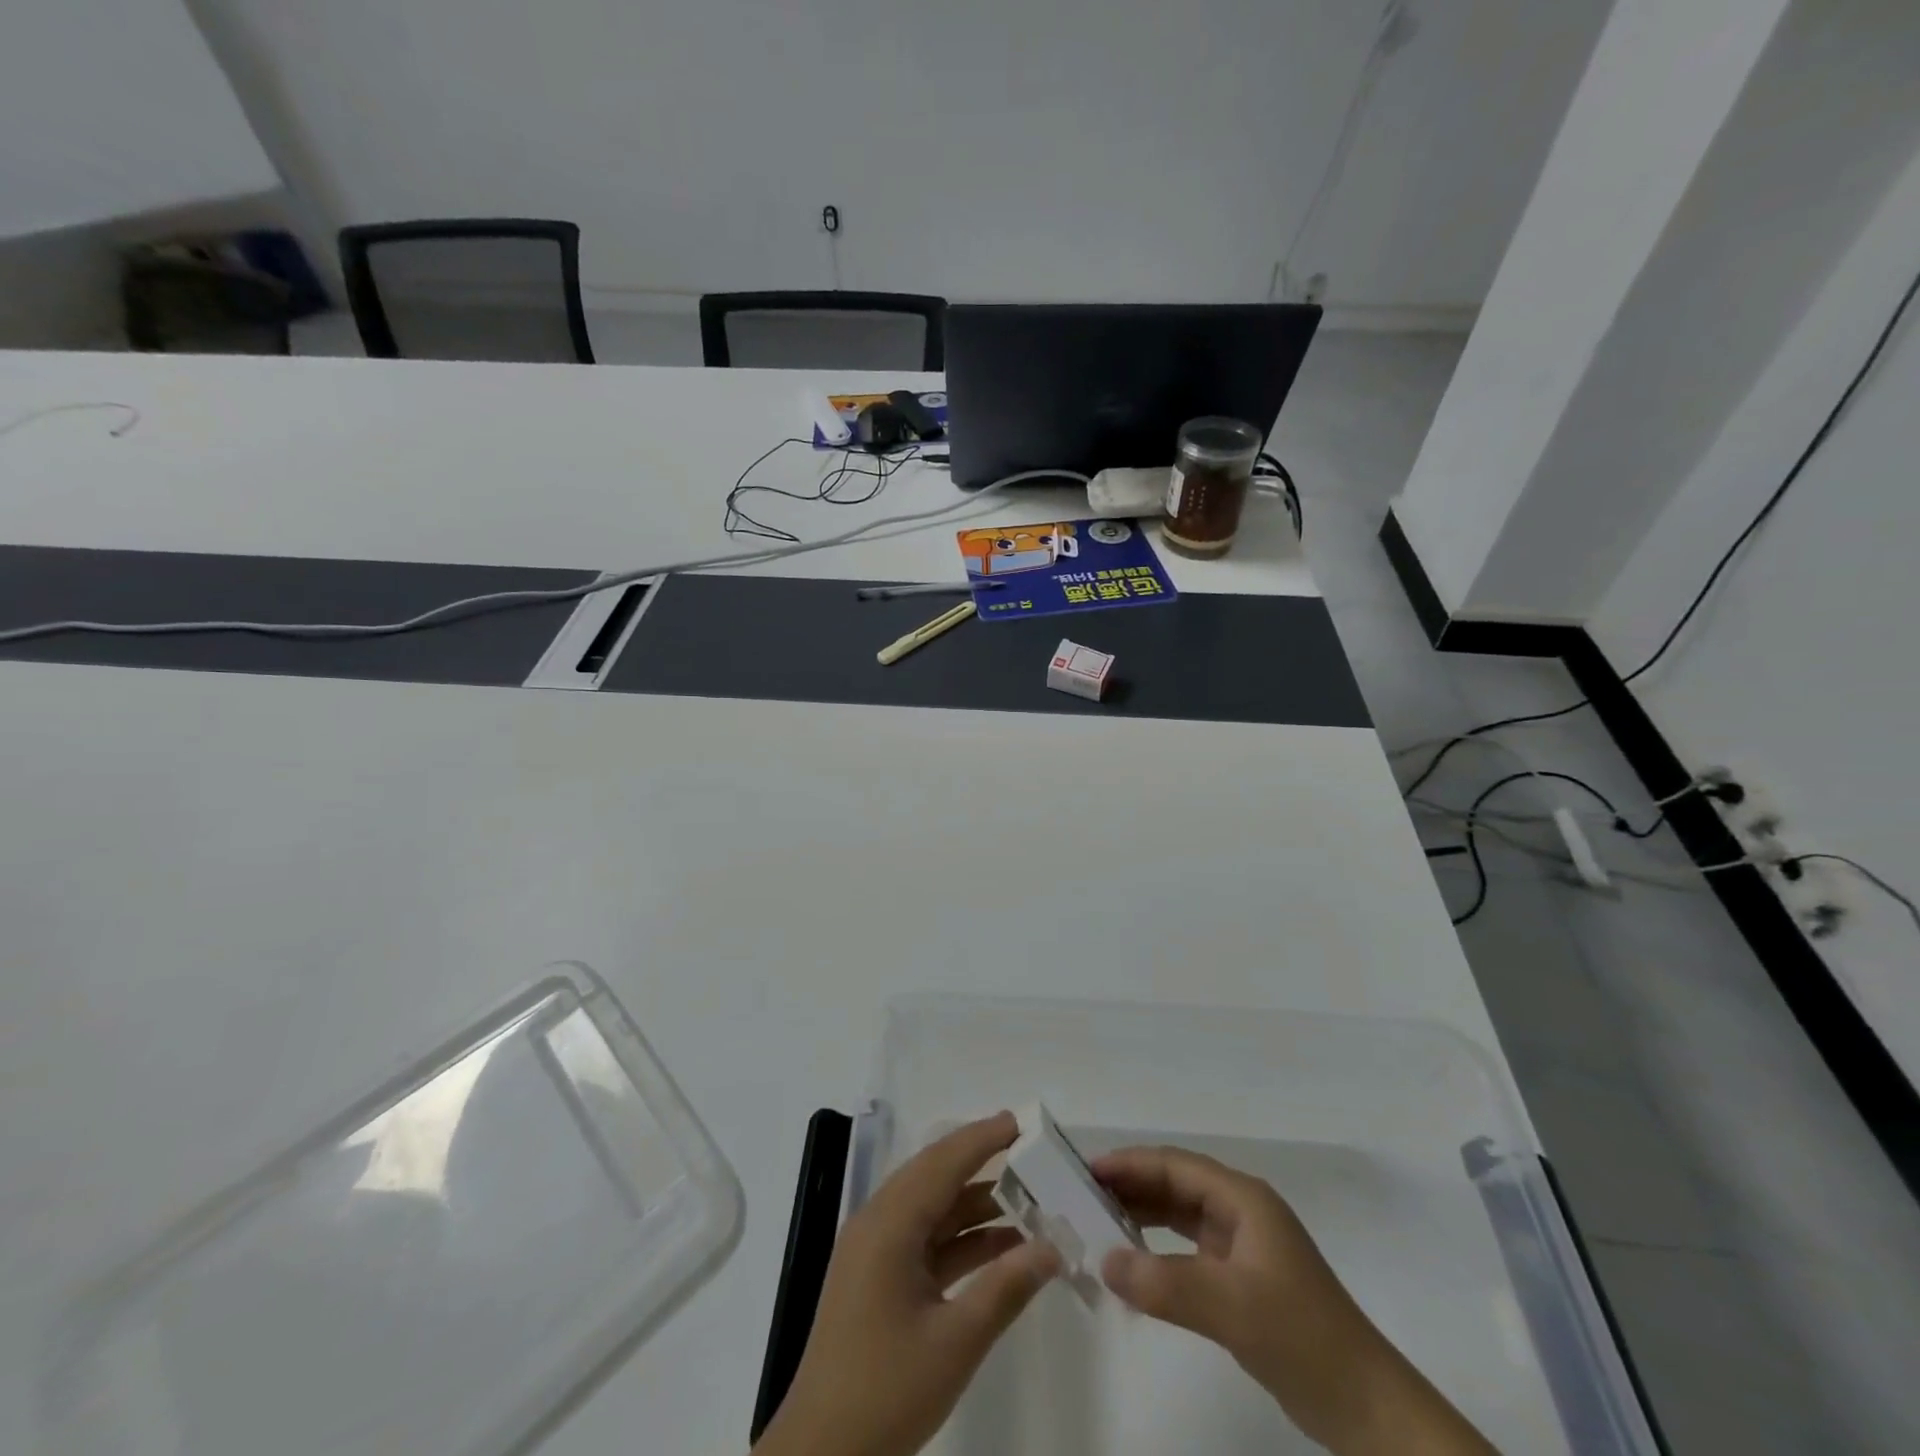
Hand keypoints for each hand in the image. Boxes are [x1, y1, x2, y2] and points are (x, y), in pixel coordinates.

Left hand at [757, 1112, 1059, 1455]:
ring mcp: (875, 1252)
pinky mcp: (878, 1278)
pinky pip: (925, 1240)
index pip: (942, 1163)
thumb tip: (1052, 1247)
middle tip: (1028, 1149)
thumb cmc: (886, 1391)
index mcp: (888, 1225)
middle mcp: (878, 1224)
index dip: (982, 1138)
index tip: (1021, 1121)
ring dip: (975, 1203)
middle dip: (981, 1160)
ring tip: (1027, 1197)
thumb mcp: (955, 1343)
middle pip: (935, 1176)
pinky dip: (961, 1238)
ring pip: (932, 1208)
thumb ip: (1005, 1288)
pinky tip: (1001, 1246)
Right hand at [1094, 1145, 1493, 1455]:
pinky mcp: (1241, 1277)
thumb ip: (1165, 1284)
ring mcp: (1242, 1245)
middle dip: (1130, 1187)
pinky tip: (1135, 1263)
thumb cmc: (1302, 1338)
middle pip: (1174, 1184)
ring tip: (1097, 1224)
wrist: (1367, 1407)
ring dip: (1141, 1216)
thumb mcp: (1232, 1307)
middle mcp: (1240, 1211)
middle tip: (1081, 1197)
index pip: (1174, 1165)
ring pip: (1179, 1215)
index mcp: (1243, 1199)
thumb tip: (1103, 1260)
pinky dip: (1158, 1250)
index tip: (1085, 1172)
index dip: (1129, 1163)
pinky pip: (1187, 1249)